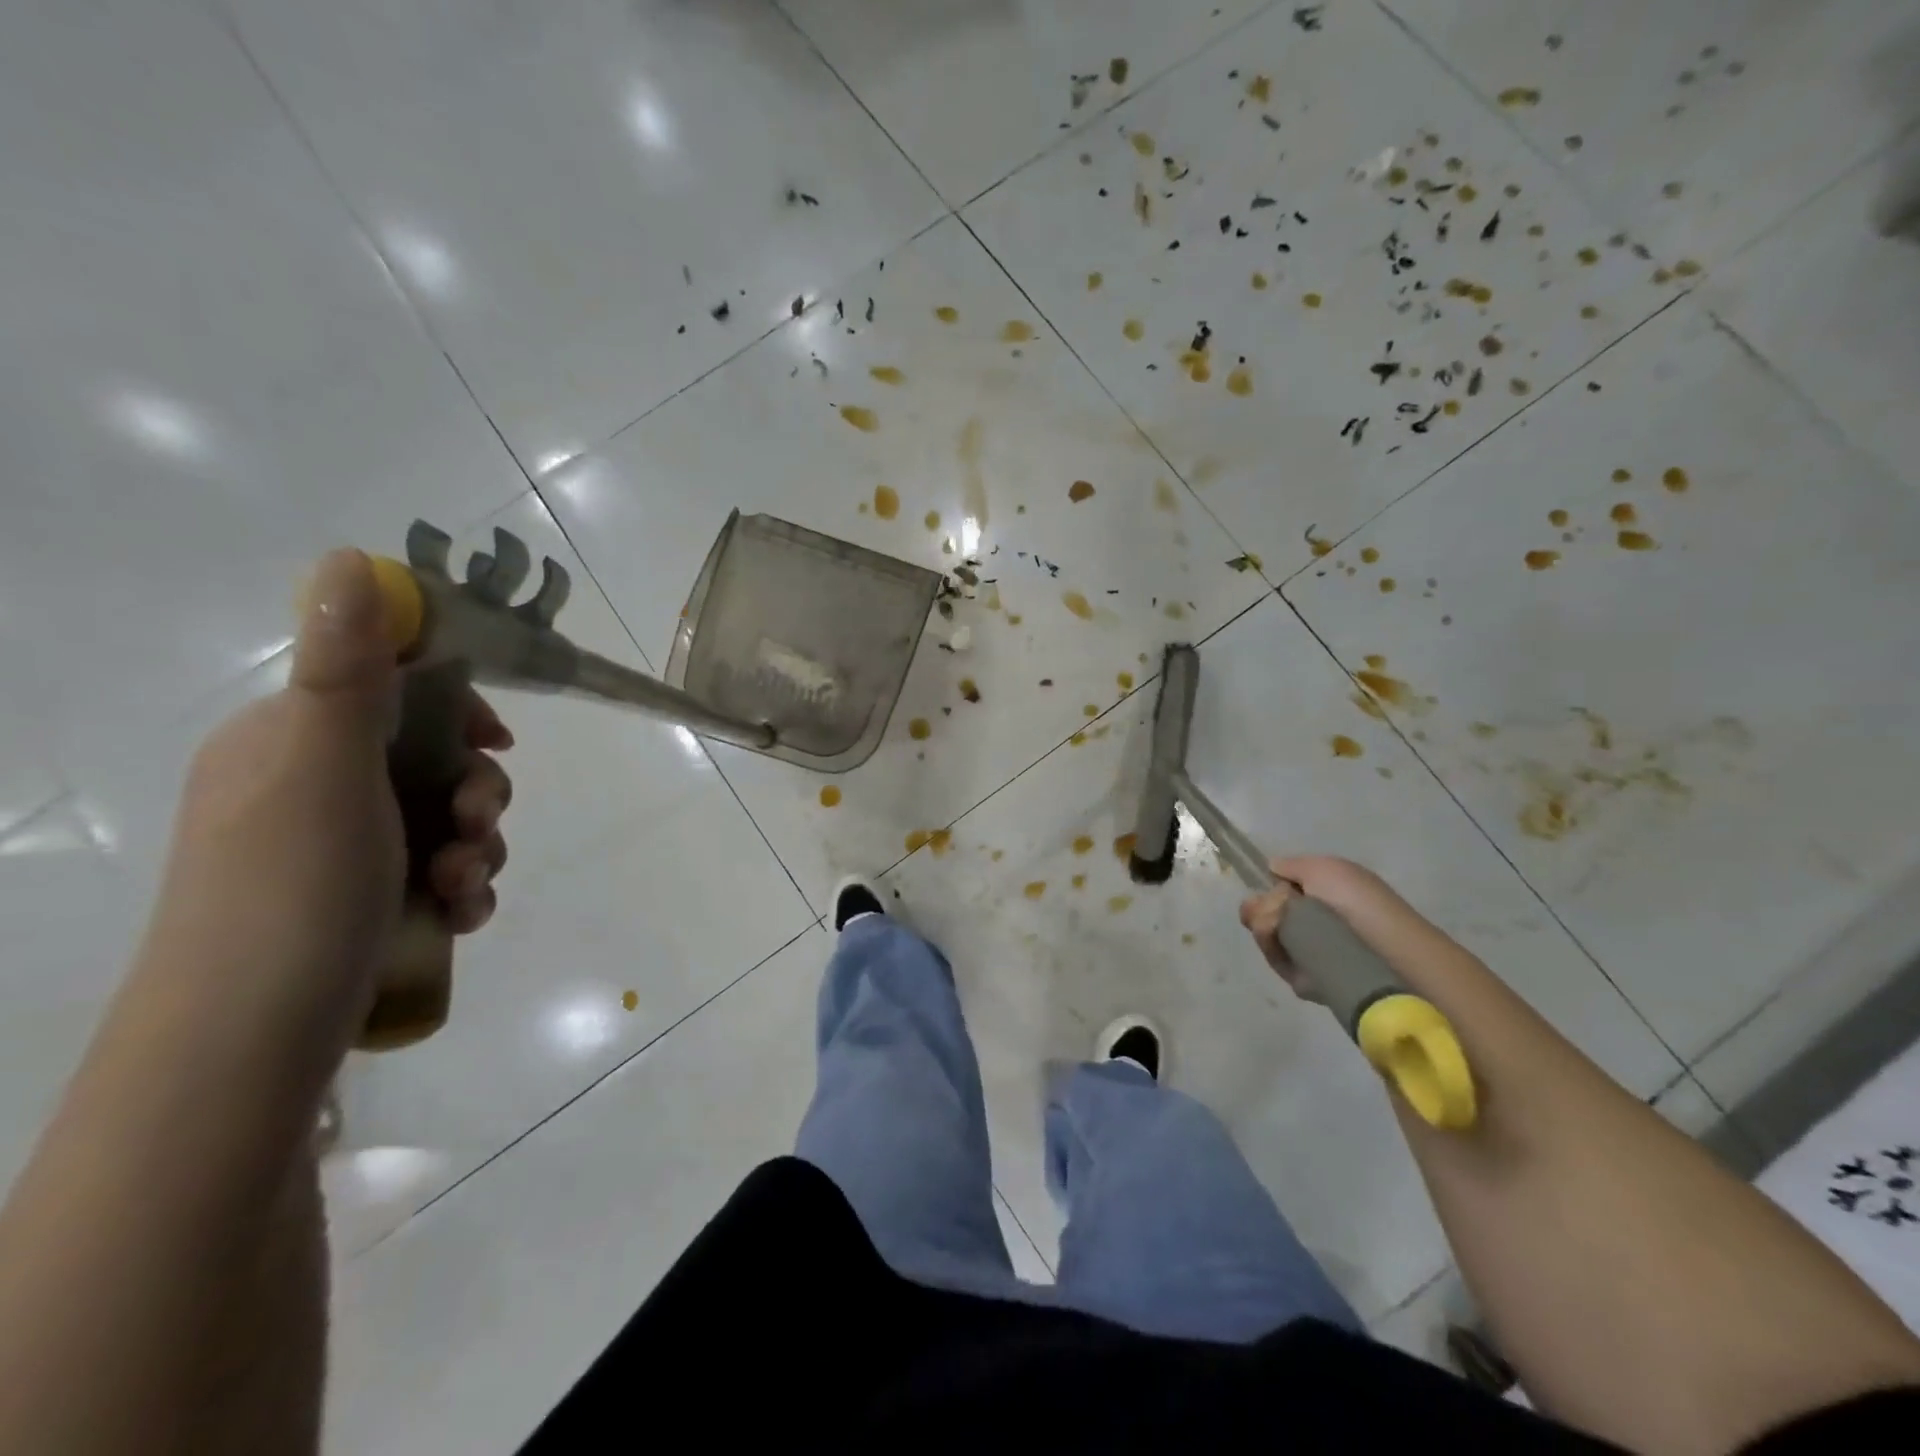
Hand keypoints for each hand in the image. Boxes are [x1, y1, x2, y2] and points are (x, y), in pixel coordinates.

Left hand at [140, 549, 511, 1053]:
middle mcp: (313, 786)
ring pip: (446, 820)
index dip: (459, 706)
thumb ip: (348, 668)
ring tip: (465, 887)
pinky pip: (438, 870)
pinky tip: (462, 914)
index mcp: (292, 741)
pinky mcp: (365, 901)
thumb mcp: (325, 766)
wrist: (251, 1036)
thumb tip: (350, 558)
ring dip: (479, 847)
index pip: (393, 688)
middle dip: (479, 792)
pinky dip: (463, 886)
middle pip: (435, 759)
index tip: (497, 739)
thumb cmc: (293, 885)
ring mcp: (340, 849)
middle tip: (481, 826)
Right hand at [1238, 855, 1416, 1003]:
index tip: (1262, 887)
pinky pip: (1276, 961)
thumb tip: (1270, 869)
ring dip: (1263, 924)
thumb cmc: (1360, 902)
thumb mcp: (1325, 868)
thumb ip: (1292, 866)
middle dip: (1259, 908)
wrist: (1387, 950)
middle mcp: (1311, 925)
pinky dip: (1272, 947)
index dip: (1264, 890)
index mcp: (1319, 898)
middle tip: (1275, 908)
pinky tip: (1282, 941)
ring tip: (1277, 923)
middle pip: (1262, 914)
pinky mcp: (1304, 980)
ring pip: (1264, 936)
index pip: (1275, 893)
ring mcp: (1306, 953)